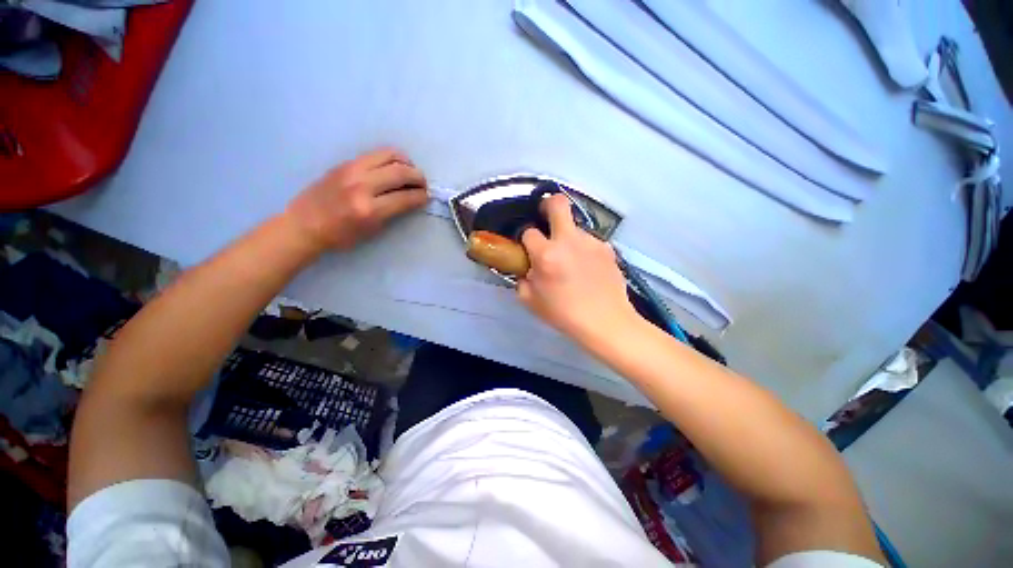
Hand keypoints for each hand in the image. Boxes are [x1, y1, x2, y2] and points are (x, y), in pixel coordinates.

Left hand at [286, 148, 428, 251]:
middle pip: (401, 172)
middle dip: (419, 177)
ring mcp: (352, 170)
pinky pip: (375, 155)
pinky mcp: (345, 163)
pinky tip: (393, 167)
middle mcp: (362, 185)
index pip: (405, 197)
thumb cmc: (340, 235)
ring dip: (406, 162)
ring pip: (389, 155)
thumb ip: (392, 213)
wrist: (304, 224)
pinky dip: (391, 159)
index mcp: (369, 209)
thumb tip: (409, 199)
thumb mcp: (372, 230)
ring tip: (410, 171)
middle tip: (423, 184)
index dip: (421, 196)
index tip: (427, 197)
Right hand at [518, 194, 636, 343]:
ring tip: (572, 260)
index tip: (528, 248)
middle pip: (557, 203)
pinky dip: (583, 249)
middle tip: (545, 217)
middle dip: (548, 204)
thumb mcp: (531, 301)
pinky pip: (589, 242)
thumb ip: (522, 279)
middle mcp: (569, 241)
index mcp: (547, 255)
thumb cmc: (564, 314)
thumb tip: (527, 267)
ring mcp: (591, 242)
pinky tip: (587, 268)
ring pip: (575, 227)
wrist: (606, 322)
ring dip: (568, 237)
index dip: (526, 239)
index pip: (529, 232)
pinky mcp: (607, 248)